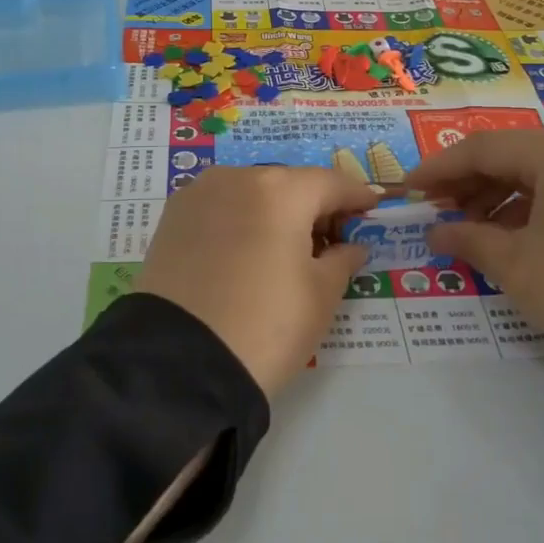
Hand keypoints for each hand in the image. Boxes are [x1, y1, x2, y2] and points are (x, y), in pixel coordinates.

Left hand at [137, 166, 376, 399]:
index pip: (331, 183)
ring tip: (287, 250)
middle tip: (332, 240)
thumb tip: (352, 245)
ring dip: (275, 212)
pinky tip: (247, 252)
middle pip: (289, 184)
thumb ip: (343, 259)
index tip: (371, 210)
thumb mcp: (320, 296)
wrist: (179, 365)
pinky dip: (241, 221)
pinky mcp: (171, 219)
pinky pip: (219, 208)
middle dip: (314, 207)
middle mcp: (236, 178)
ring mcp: (198, 195)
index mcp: (280, 190)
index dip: (356, 197)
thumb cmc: (266, 325)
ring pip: (251, 193)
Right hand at [405, 131, 543, 357]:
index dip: (439, 169)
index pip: (483, 148)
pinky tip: (511, 235)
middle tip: (437, 211)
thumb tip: (436, 231)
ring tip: (471, 228)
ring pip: (540, 174)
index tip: (408, 190)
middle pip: (513, 156)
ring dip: (498, 197)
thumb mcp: (516, 264)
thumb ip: (468, 238)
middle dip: (468, 183)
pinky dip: (531, 208)